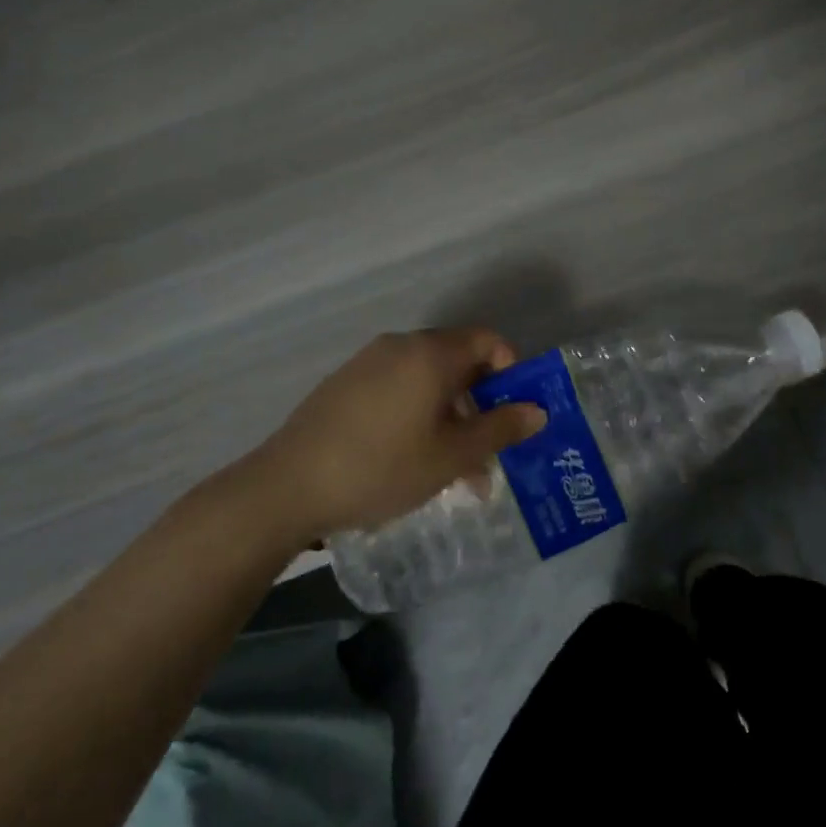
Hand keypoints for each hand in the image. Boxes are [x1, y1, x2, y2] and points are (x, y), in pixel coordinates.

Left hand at [189, 329, 547, 547]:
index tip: (514, 411)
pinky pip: (397, 389)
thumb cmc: (383, 467)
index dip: (511, 370)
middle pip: (457, 361)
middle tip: (488, 451)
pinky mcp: (344, 385)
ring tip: (454, 471)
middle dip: (480, 404)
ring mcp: (367, 363)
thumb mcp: (452, 455)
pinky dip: (417, 415)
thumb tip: (537, 411)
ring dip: (450, 418)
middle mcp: (400, 346)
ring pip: (426, 381)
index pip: (487, 340)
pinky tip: (412, 461)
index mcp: (431, 354)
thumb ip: (500, 429)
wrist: (288, 486)